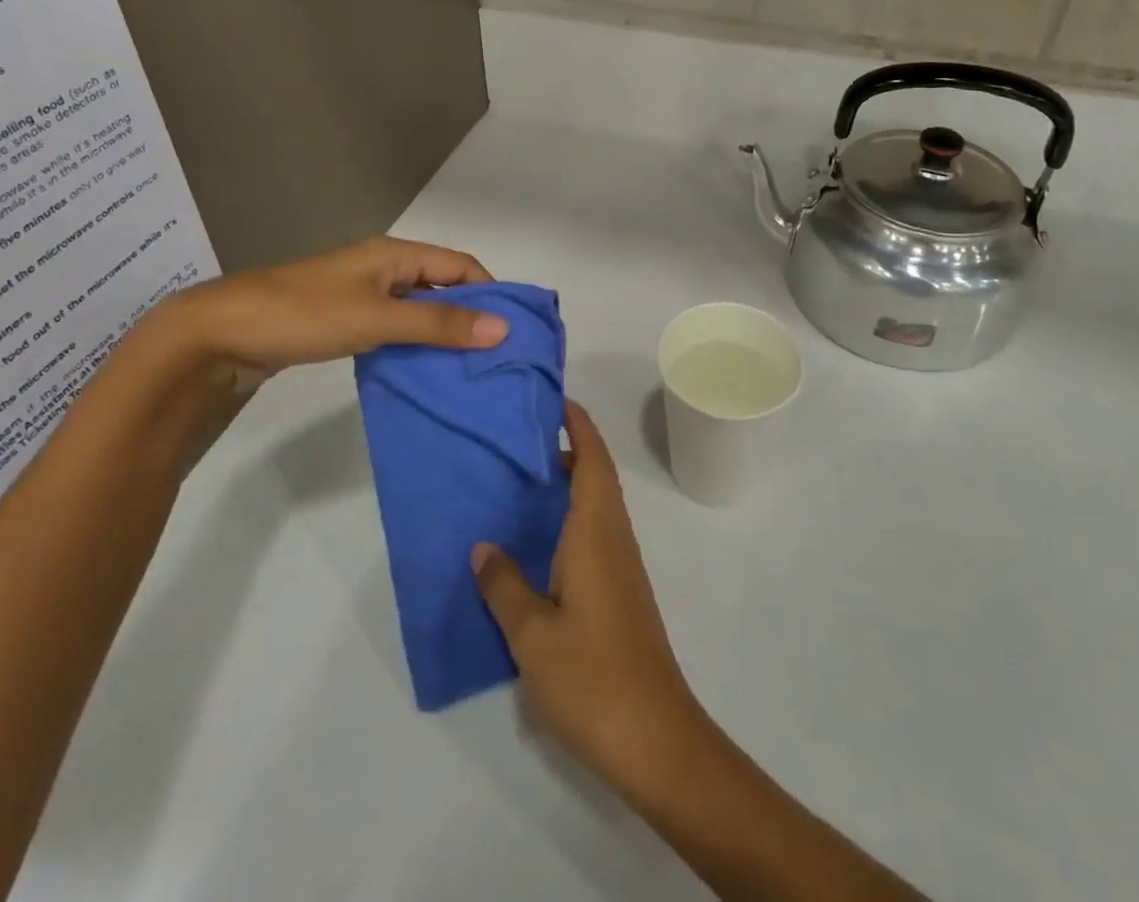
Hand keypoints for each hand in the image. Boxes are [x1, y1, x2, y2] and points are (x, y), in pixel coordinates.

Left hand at [163, 236, 505, 371]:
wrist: (219, 334)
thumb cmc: (305, 314)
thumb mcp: (378, 318)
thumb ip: (439, 325)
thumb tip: (502, 328)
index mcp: (394, 255)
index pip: (460, 266)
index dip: (490, 291)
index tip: (513, 329)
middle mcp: (383, 269)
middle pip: (441, 287)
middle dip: (470, 316)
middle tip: (497, 356)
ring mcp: (362, 296)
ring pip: (418, 311)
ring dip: (443, 334)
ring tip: (470, 370)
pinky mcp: (344, 322)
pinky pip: (394, 329)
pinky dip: (414, 347)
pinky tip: (425, 373)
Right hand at [473, 401, 709, 796]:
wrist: (655, 737)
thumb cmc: (592, 675)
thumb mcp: (532, 634)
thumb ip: (504, 585)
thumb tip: (483, 546)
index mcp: (596, 531)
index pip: (592, 459)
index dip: (578, 425)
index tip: (554, 401)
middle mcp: (614, 537)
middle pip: (595, 476)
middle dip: (567, 450)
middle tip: (520, 442)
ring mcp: (622, 566)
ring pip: (596, 506)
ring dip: (568, 485)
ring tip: (521, 483)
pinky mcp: (622, 592)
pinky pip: (596, 535)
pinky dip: (571, 520)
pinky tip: (540, 544)